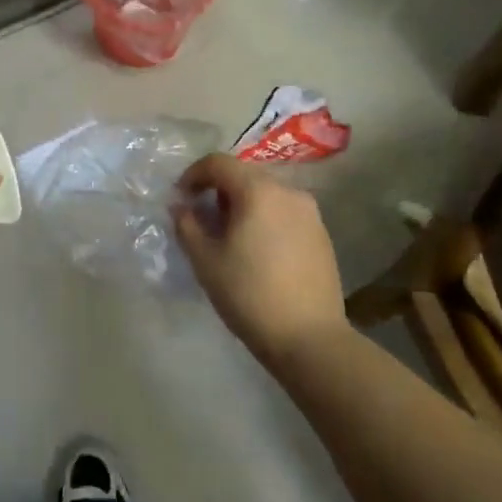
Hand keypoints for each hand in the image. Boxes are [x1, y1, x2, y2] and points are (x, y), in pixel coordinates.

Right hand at [172, 153, 345, 366]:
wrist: (310, 339)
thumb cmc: (250, 294)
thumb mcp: (205, 259)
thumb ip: (187, 224)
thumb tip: (181, 206)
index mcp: (258, 191)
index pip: (218, 163)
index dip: (193, 175)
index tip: (180, 199)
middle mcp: (288, 191)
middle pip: (244, 175)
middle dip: (217, 190)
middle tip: (201, 218)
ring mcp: (310, 213)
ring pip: (266, 194)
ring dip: (241, 204)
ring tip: (228, 236)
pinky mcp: (321, 235)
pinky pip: (284, 213)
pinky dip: (264, 219)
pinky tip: (256, 250)